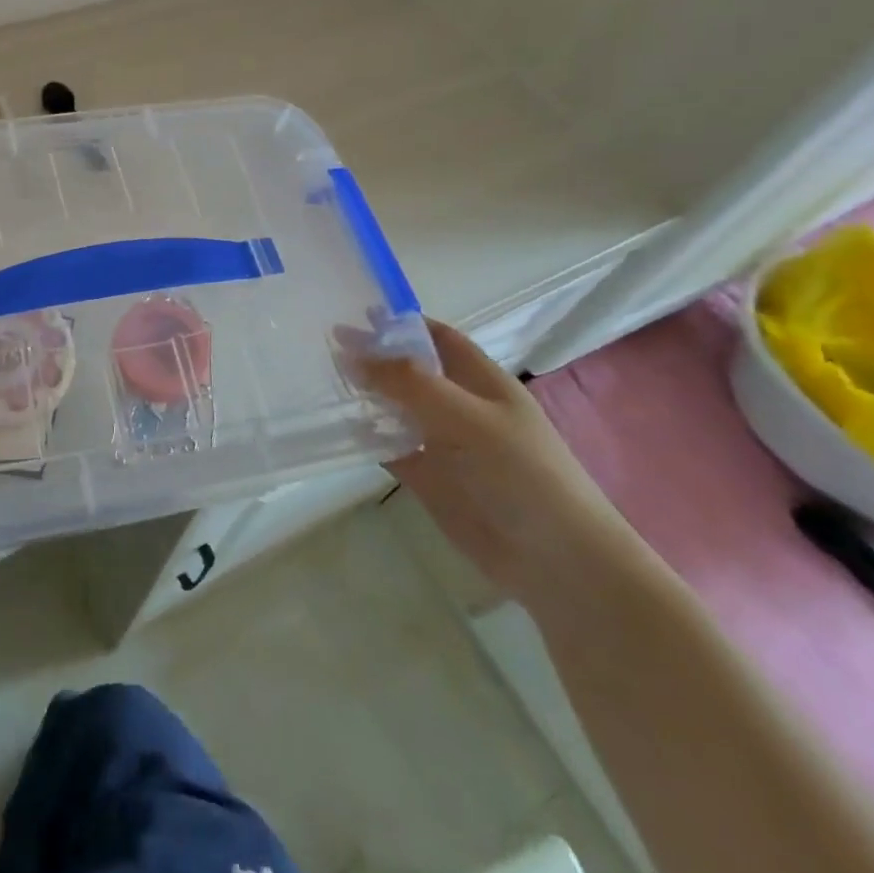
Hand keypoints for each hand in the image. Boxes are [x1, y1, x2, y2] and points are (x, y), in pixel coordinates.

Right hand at [344, 318, 645, 617]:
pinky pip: (387, 447)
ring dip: (363, 394)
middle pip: (409, 369)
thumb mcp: (466, 418)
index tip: (353, 311)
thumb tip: (351, 352)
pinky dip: (363, 436)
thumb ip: (409, 383)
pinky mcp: (427, 477)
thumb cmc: (522, 473)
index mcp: (480, 380)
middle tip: (321, 343)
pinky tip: (333, 427)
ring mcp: (441, 441)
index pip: (436, 336)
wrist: (556, 561)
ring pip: (394, 407)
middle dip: (372, 355)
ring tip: (317, 378)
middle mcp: (458, 405)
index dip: (400, 322)